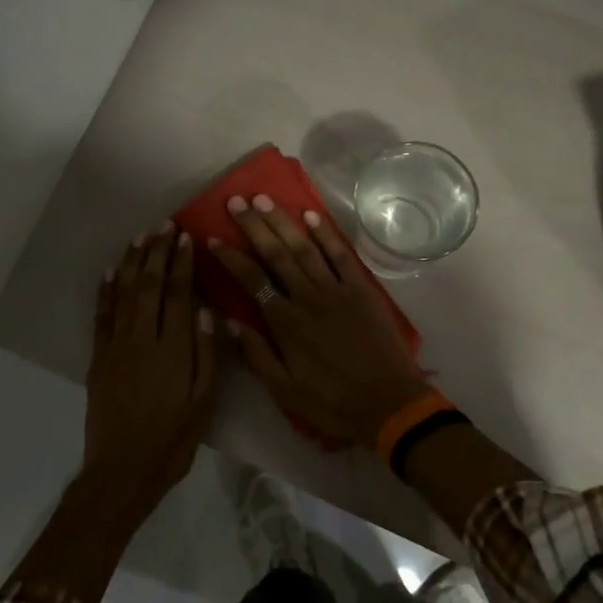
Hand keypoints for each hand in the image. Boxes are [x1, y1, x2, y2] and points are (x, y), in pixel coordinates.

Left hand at [84, 224, 220, 503]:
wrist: (122, 470)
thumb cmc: (172, 439)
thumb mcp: (203, 403)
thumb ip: (207, 356)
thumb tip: (207, 312)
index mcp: (172, 349)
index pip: (177, 294)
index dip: (181, 264)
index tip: (185, 238)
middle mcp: (142, 339)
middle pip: (148, 286)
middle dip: (156, 253)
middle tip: (163, 225)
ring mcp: (115, 347)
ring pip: (122, 294)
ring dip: (130, 263)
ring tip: (139, 237)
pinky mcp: (98, 359)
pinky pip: (101, 316)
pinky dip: (105, 291)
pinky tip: (109, 272)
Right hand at [209, 196, 430, 448]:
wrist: (389, 404)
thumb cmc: (333, 403)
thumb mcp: (285, 391)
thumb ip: (256, 355)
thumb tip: (231, 320)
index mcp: (286, 323)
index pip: (252, 280)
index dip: (231, 257)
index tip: (213, 237)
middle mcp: (308, 298)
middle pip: (276, 254)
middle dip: (254, 226)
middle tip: (236, 201)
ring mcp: (337, 290)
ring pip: (305, 247)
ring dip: (283, 221)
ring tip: (265, 198)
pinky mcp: (362, 290)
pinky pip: (341, 255)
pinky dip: (326, 233)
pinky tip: (311, 214)